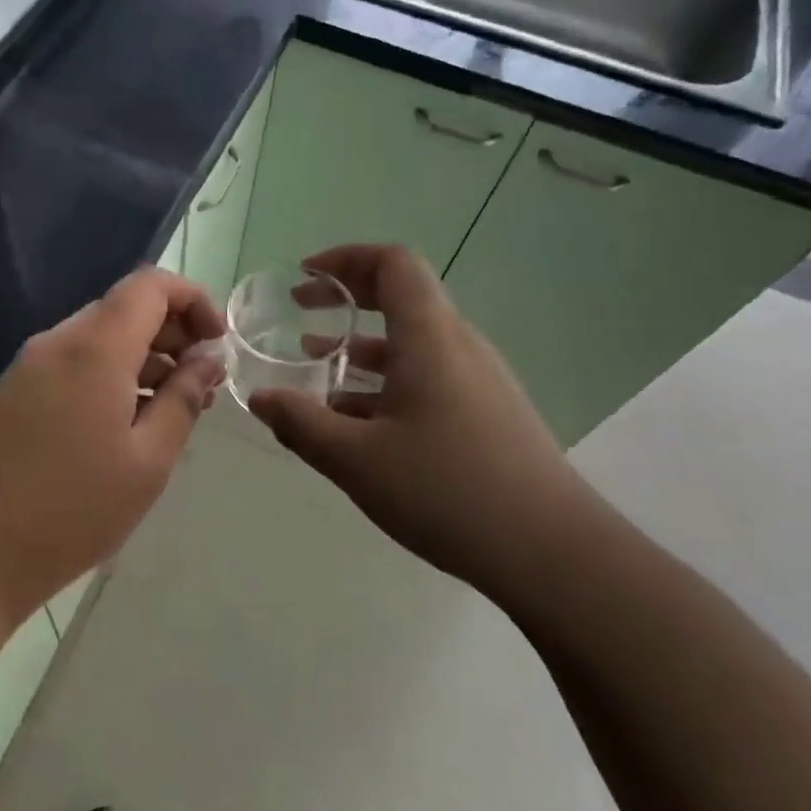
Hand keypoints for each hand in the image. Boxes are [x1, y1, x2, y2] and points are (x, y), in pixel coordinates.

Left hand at [0, 267, 224, 624]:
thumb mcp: (147, 461)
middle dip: (172, 333)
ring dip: (142, 358)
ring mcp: (27, 367)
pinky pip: (72, 364)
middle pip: (124, 308)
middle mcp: (57, 342)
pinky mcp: (11, 394)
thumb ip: (184, 399)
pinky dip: (109, 377)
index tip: (218, 344)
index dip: (193, 300)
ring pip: (98, 338)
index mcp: (94, 348)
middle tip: (203, 384)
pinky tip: (124, 426)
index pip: (150, 285)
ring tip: (172, 411)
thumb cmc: (70, 512)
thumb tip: (207, 358)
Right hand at [248, 245, 595, 600]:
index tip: (303, 276)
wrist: (551, 551)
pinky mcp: (487, 414)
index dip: (345, 259)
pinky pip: (428, 378)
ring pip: (412, 344)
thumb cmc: (447, 490)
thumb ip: (301, 424)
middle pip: (402, 298)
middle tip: (300, 313)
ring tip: (316, 370)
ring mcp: (478, 381)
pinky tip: (357, 423)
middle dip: (346, 300)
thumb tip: (259, 399)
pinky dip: (386, 382)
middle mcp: (458, 346)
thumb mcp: (356, 460)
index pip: (393, 264)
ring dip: (361, 347)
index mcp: (430, 337)